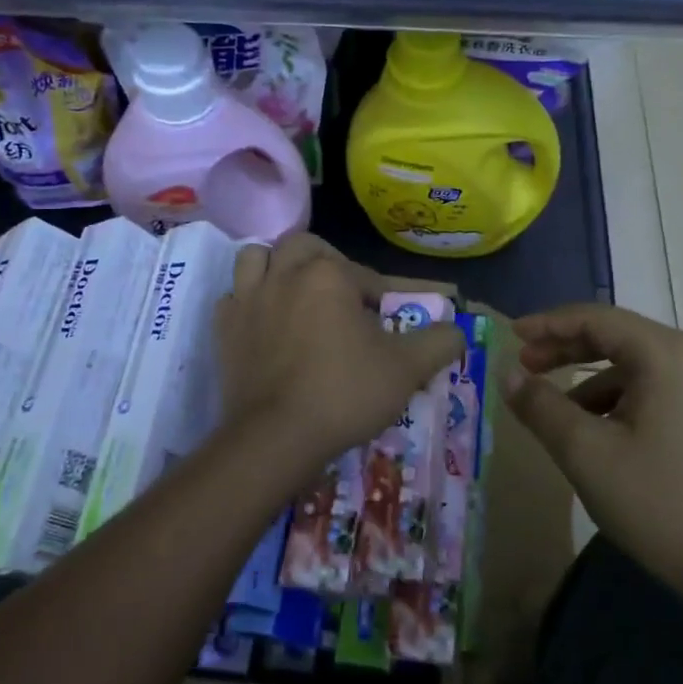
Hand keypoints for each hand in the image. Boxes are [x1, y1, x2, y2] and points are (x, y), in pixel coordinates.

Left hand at [215, 234, 465, 481]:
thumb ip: (439, 342)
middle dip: (325, 262)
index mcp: (328, 275)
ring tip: (293, 291)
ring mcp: (248, 298)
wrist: (276, 437)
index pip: (366, 274)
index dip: (384, 296)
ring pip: (257, 258)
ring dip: (276, 267)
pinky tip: (263, 322)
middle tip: (342, 294)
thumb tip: (458, 329)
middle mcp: (285, 274)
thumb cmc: (344, 393)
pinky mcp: (224, 327)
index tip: (392, 321)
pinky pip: (233, 297)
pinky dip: (247, 302)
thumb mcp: (406, 369)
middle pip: (304, 247)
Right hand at [506, 303, 682, 609]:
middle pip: (616, 336)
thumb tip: (507, 375)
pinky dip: (614, 399)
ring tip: (551, 407)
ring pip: (632, 365)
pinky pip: (650, 389)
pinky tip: (592, 431)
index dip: (548, 324)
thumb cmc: (662, 502)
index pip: (596, 318)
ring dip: (587, 377)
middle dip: (565, 348)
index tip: (511, 335)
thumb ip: (541, 406)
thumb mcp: (587, 453)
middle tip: (524, 365)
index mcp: (666, 354)